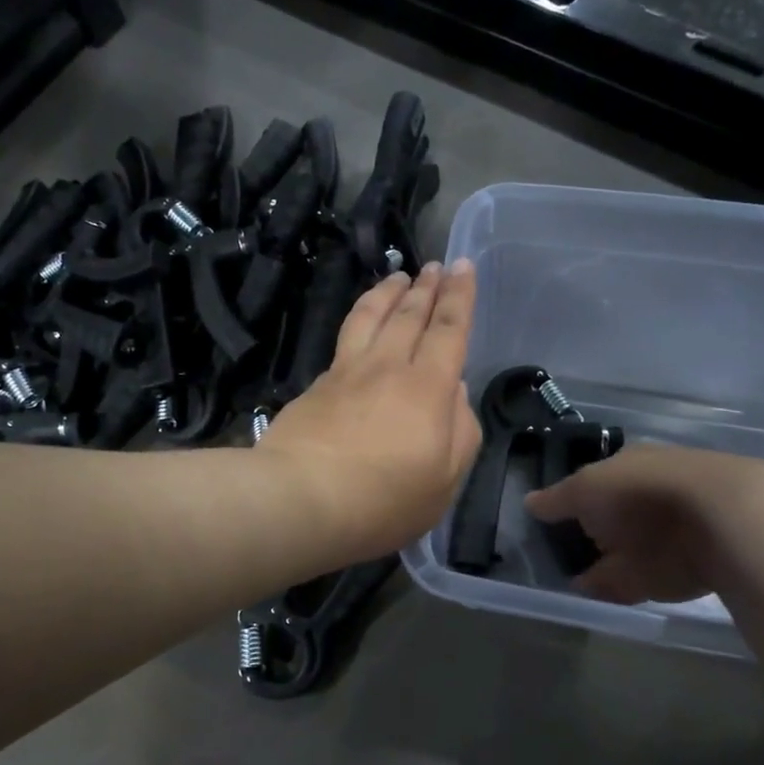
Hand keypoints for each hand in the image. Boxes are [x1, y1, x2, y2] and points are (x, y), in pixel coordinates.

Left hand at [260, 260, 482, 558]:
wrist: (300, 499)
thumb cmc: (384, 499)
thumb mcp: (444, 480)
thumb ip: (460, 431)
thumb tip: (454, 392)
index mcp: (428, 387)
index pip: (449, 329)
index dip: (459, 296)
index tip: (462, 266)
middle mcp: (388, 367)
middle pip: (409, 314)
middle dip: (426, 287)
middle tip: (434, 265)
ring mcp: (347, 372)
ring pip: (370, 317)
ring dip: (387, 292)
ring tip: (397, 277)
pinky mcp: (317, 385)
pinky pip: (345, 340)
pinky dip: (358, 320)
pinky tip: (360, 324)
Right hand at [525, 444, 763, 604]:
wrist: (721, 522)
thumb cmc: (641, 493)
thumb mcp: (587, 490)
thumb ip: (558, 500)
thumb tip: (529, 503)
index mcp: (629, 466)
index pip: (594, 482)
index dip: (572, 502)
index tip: (552, 525)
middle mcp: (651, 494)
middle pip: (613, 516)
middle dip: (592, 534)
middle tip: (563, 558)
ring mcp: (673, 530)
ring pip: (630, 547)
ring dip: (608, 562)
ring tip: (579, 582)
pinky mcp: (690, 565)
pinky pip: (646, 576)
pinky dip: (625, 584)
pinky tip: (604, 595)